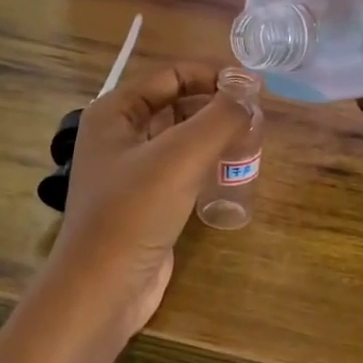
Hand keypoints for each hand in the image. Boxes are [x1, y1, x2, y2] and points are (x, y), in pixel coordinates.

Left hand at [41, 62, 250, 338]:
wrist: (104, 287)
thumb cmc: (134, 212)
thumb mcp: (180, 156)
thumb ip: (219, 117)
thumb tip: (249, 91)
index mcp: (114, 112)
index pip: (170, 75)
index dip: (212, 74)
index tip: (254, 86)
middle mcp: (118, 135)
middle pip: (175, 104)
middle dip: (215, 105)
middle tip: (258, 115)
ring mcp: (131, 170)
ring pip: (180, 139)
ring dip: (213, 136)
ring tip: (253, 140)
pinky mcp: (146, 201)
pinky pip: (181, 169)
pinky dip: (206, 164)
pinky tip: (233, 171)